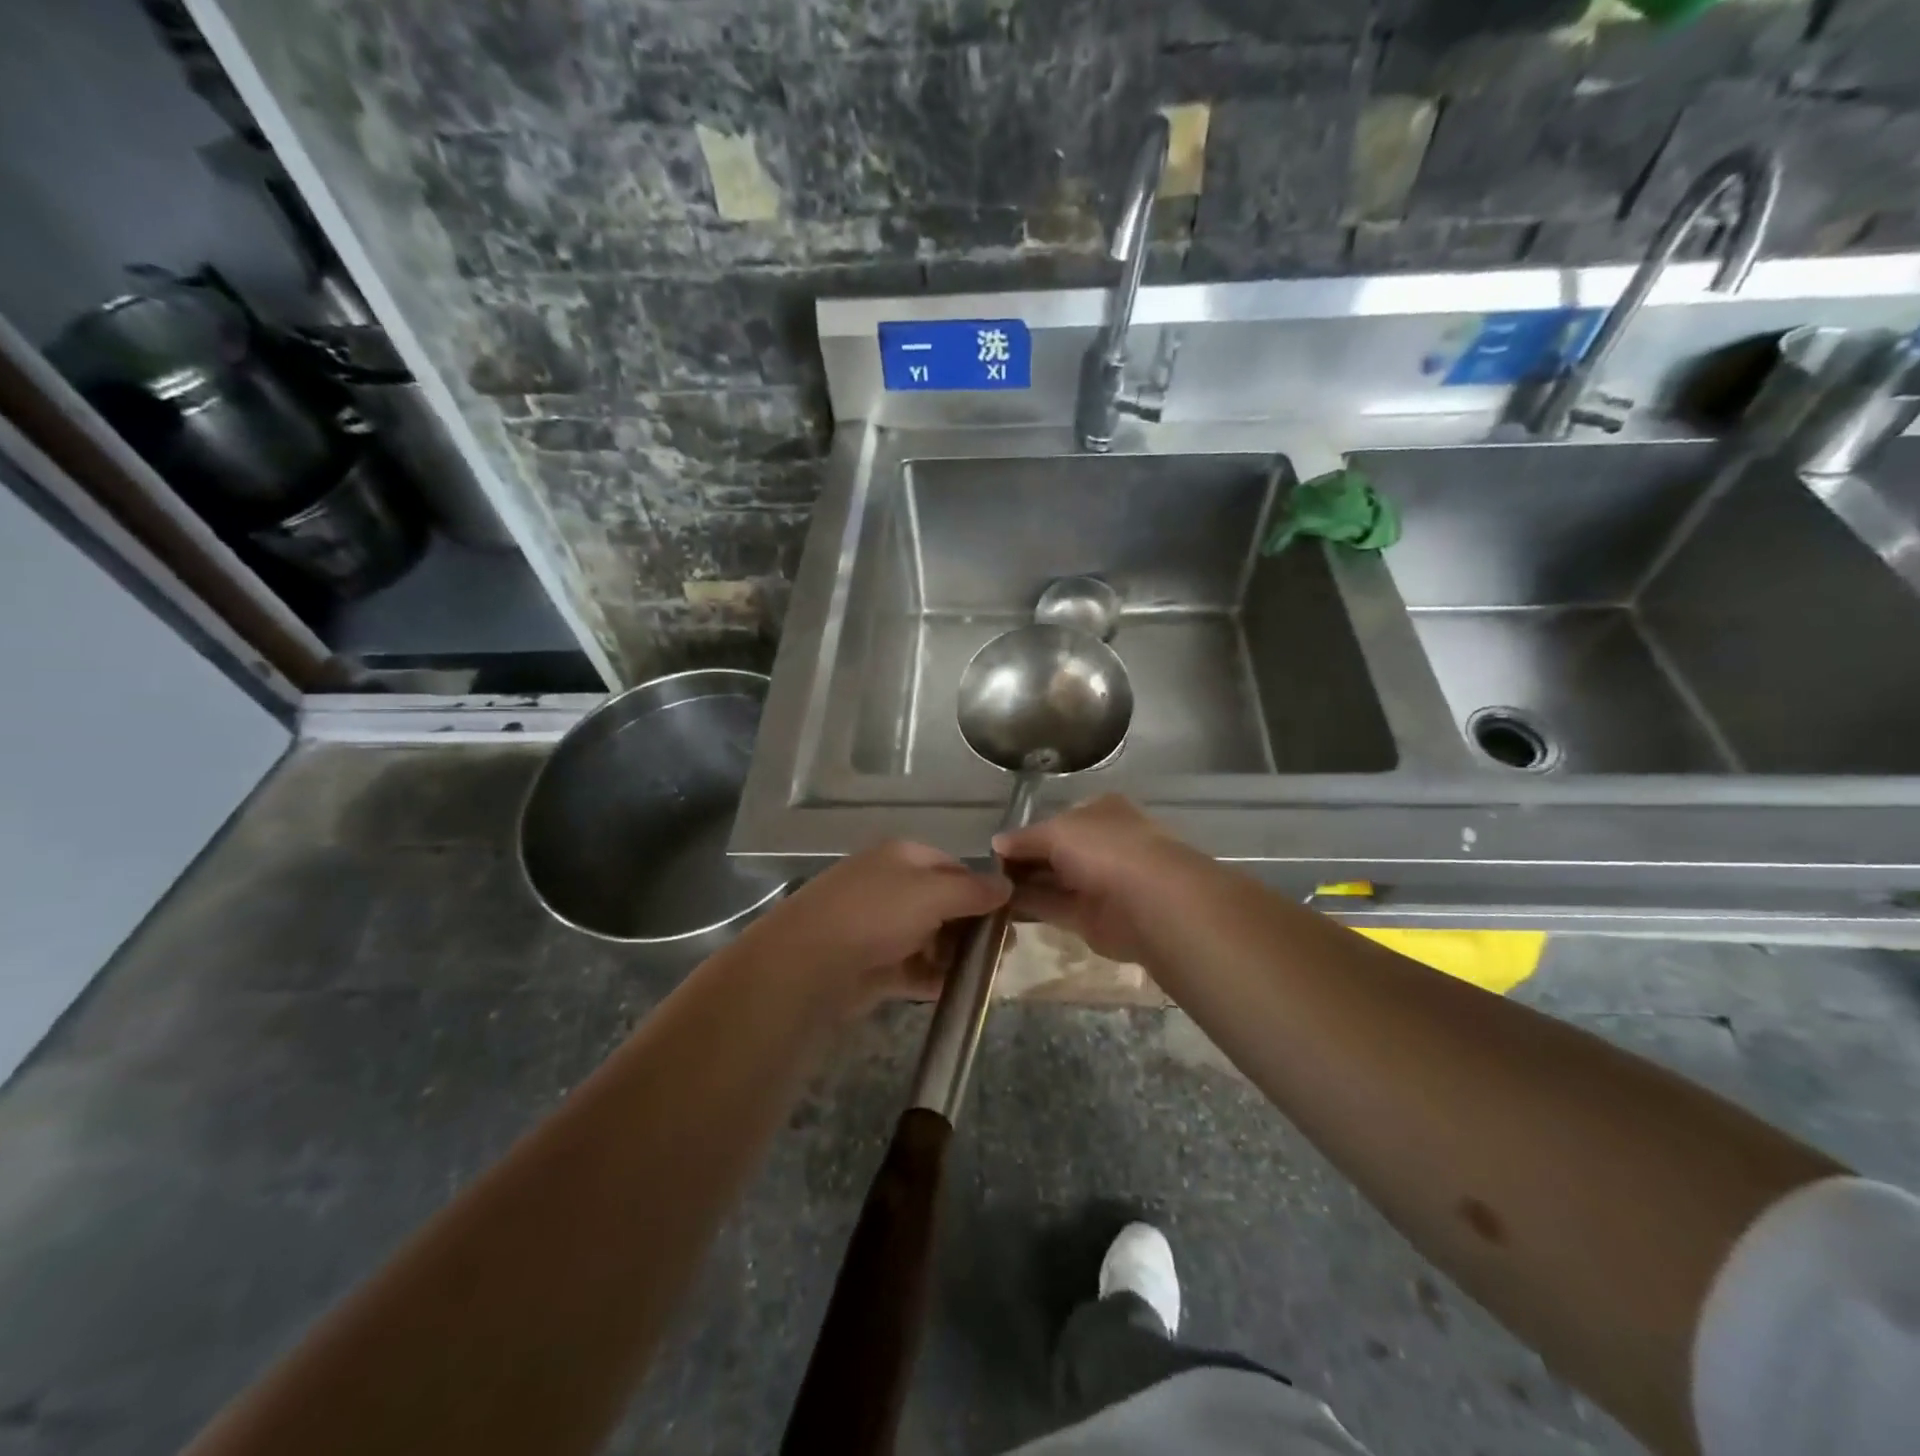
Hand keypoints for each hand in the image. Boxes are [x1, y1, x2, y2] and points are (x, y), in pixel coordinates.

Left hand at [733, 840, 1009, 1017]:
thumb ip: (973, 890)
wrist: (808, 962)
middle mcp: (891, 887)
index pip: (953, 867)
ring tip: (987, 976)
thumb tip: (1006, 886)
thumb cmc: (875, 914)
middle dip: (972, 926)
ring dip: (956, 955)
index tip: (1010, 917)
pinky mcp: (872, 965)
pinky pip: (913, 968)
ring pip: (930, 938)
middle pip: (943, 904)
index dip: (982, 890)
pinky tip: (958, 992)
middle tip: (1004, 952)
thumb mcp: (932, 893)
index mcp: (903, 858)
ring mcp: (880, 927)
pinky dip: (935, 978)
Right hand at [992, 796, 1203, 966]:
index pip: (1058, 819)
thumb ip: (1025, 837)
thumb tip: (996, 843)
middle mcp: (1101, 845)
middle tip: (983, 870)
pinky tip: (999, 907)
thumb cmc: (1105, 849)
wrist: (1150, 902)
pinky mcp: (1091, 917)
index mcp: (1100, 812)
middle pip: (1053, 851)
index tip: (995, 846)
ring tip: (985, 888)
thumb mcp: (1057, 831)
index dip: (1027, 832)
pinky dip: (1030, 907)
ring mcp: (1098, 882)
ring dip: (1022, 884)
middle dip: (1022, 859)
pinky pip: (1053, 907)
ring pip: (1052, 880)